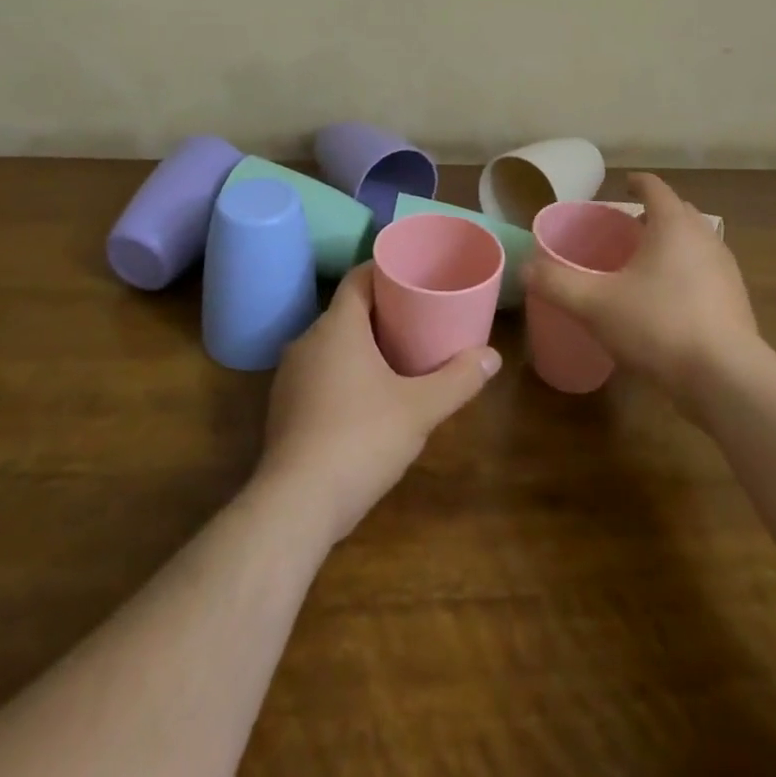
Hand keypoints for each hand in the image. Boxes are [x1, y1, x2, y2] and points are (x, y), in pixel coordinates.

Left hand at [257, 263, 499, 543]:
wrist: (295, 505)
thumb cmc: (361, 439)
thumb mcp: (420, 409)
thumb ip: (458, 380)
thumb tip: (492, 357)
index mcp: (337, 326)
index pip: (358, 278)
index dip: (385, 271)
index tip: (413, 276)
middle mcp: (308, 340)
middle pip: (348, 312)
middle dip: (382, 313)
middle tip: (418, 320)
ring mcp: (290, 376)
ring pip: (332, 345)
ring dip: (362, 347)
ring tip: (398, 358)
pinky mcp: (283, 408)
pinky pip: (318, 374)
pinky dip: (343, 375)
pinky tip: (366, 400)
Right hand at [523, 172, 766, 413]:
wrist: (726, 379)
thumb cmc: (658, 325)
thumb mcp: (595, 304)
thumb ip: (557, 283)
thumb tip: (526, 267)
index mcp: (674, 225)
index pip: (655, 188)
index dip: (637, 184)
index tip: (622, 187)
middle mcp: (705, 238)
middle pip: (678, 213)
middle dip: (653, 215)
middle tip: (625, 230)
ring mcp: (726, 270)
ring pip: (695, 244)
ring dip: (671, 246)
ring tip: (643, 265)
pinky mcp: (736, 302)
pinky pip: (705, 273)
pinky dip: (685, 274)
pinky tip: (666, 302)